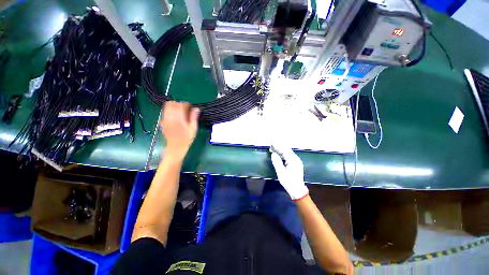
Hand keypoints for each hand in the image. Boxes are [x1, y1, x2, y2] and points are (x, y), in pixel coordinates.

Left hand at [160, 101, 199, 160]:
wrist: (175, 148)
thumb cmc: (186, 139)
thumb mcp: (193, 129)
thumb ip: (194, 117)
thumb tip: (196, 108)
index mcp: (178, 119)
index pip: (180, 105)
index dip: (186, 104)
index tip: (191, 107)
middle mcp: (170, 117)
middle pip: (171, 104)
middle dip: (179, 104)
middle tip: (185, 109)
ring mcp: (165, 119)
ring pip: (167, 107)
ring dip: (174, 106)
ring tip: (181, 112)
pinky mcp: (163, 122)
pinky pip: (165, 112)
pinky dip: (170, 111)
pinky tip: (176, 116)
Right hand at [270, 143, 308, 200]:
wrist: (297, 190)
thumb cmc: (289, 182)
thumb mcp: (281, 173)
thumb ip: (277, 162)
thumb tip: (273, 154)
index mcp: (293, 161)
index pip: (285, 151)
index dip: (278, 147)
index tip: (272, 144)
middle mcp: (296, 159)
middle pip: (287, 150)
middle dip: (279, 147)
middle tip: (272, 145)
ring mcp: (297, 161)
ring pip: (288, 152)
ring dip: (281, 150)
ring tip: (274, 148)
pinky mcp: (296, 163)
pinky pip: (289, 155)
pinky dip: (284, 153)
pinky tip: (279, 153)